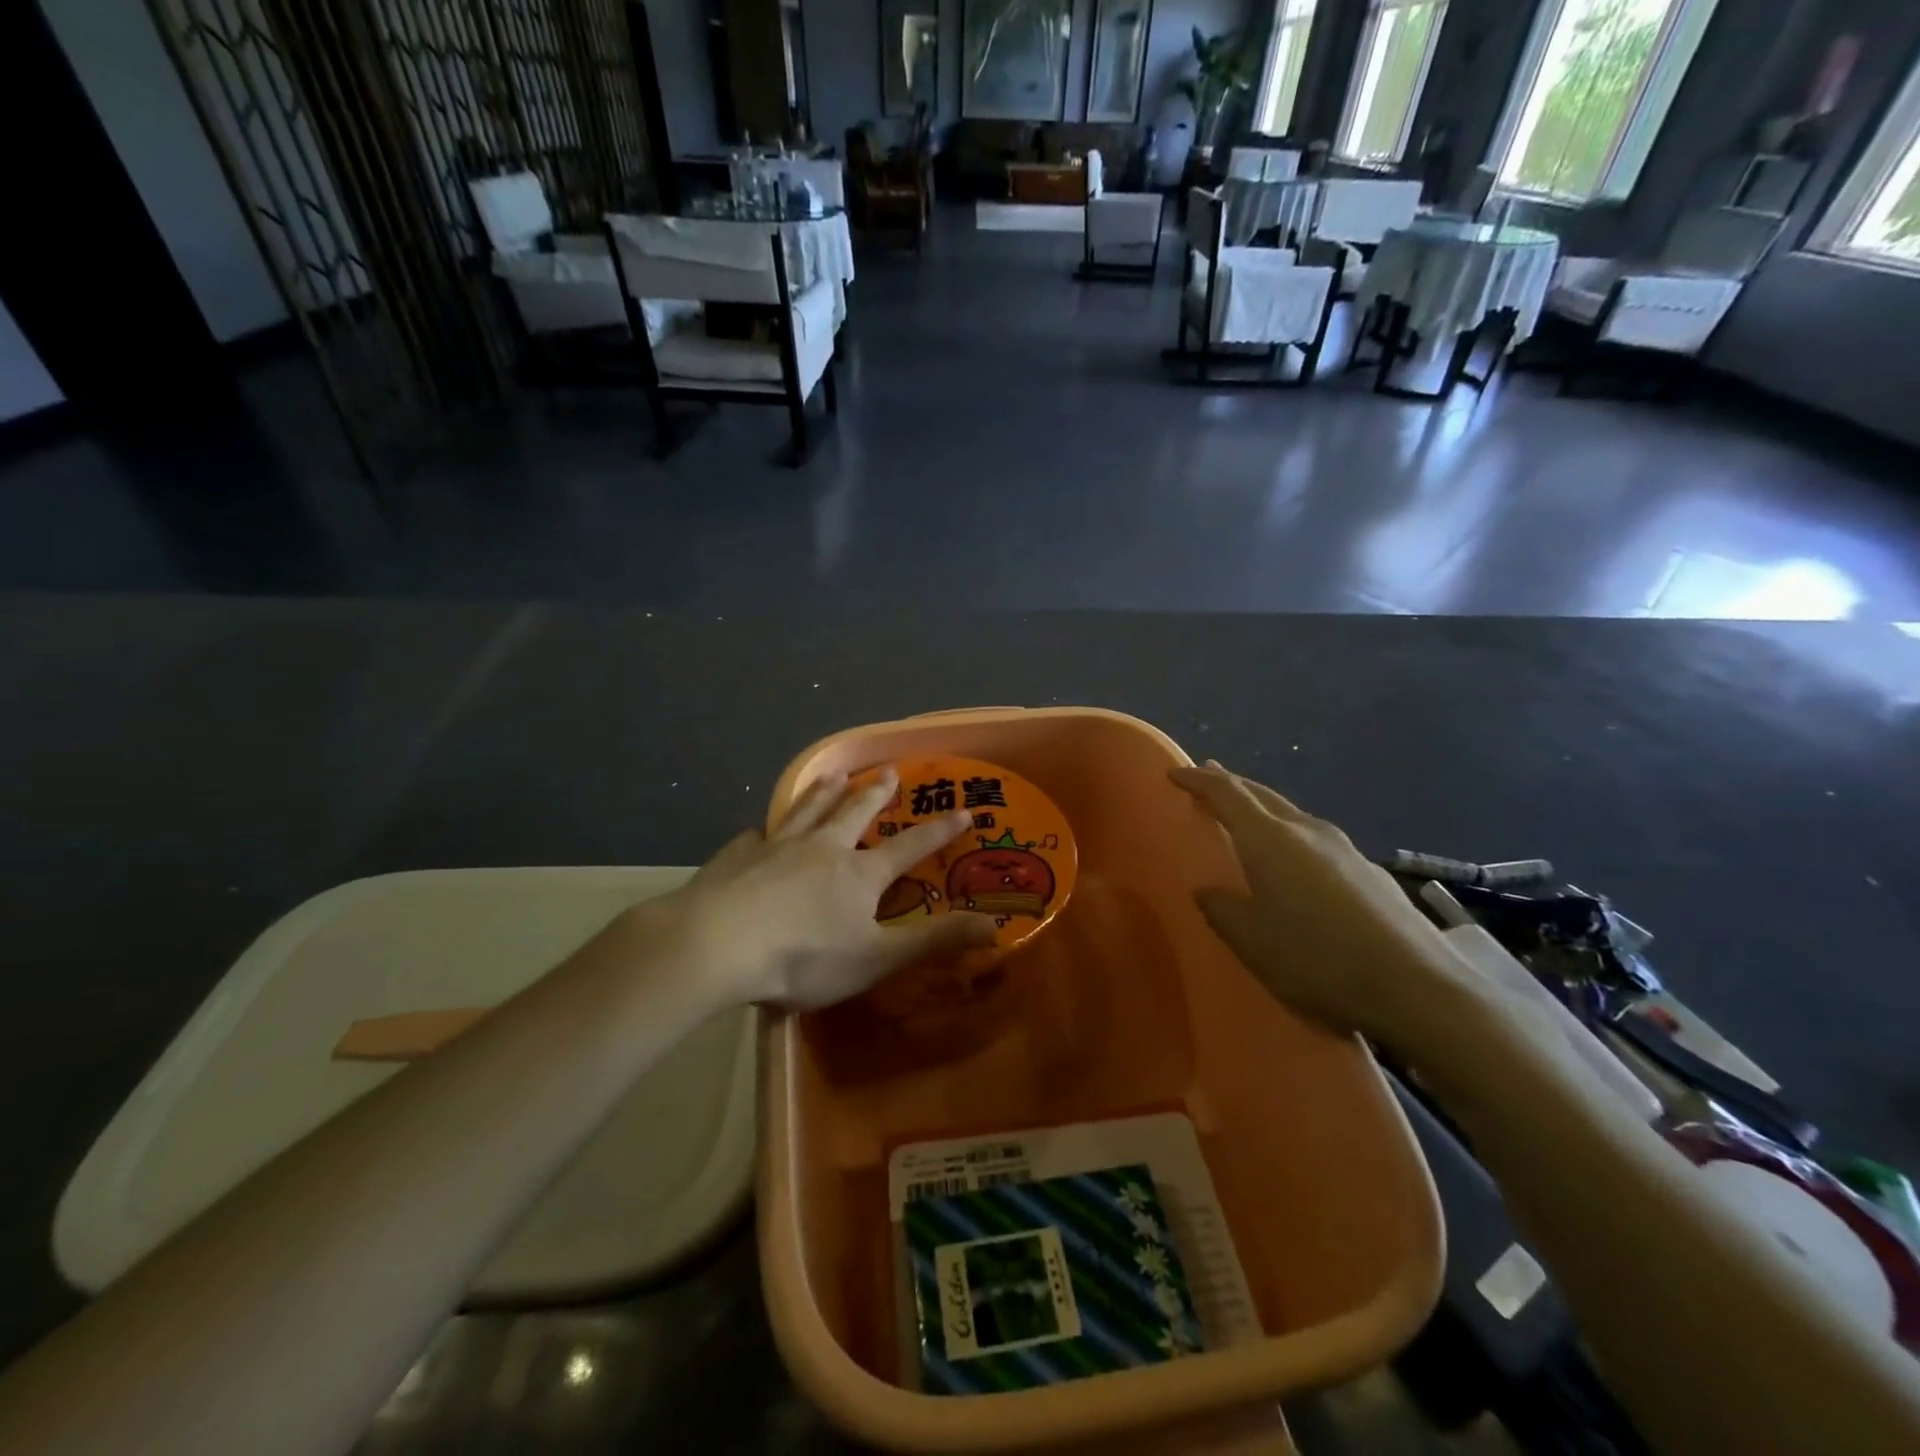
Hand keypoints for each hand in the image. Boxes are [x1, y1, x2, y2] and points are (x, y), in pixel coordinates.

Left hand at [665, 768, 996, 1010]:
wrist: (717, 946)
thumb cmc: (803, 958)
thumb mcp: (876, 958)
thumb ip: (934, 943)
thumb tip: (995, 928)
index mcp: (859, 874)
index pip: (911, 847)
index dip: (940, 832)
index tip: (964, 811)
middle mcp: (823, 848)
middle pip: (855, 812)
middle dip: (875, 793)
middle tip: (889, 771)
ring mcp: (778, 847)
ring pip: (808, 810)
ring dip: (825, 792)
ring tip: (835, 775)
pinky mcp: (738, 856)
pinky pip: (759, 835)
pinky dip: (767, 829)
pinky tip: (761, 830)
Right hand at [1171, 762, 1469, 1045]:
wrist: (1418, 987)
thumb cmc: (1318, 960)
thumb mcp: (1252, 942)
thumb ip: (1222, 910)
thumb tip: (1208, 890)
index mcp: (1269, 840)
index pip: (1227, 793)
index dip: (1199, 780)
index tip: (1175, 772)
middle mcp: (1307, 831)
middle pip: (1262, 795)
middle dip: (1232, 785)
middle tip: (1209, 780)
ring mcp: (1345, 848)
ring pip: (1293, 816)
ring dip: (1264, 811)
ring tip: (1249, 821)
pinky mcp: (1370, 872)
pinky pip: (1317, 841)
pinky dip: (1292, 838)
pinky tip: (1297, 865)